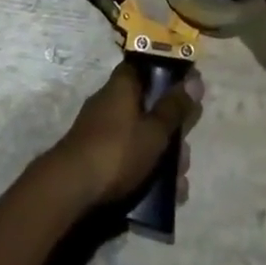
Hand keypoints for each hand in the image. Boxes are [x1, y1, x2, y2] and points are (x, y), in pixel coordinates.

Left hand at [47, 64, 202, 209]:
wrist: (69, 190)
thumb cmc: (117, 151)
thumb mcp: (154, 131)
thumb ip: (175, 108)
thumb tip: (195, 80)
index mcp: (122, 86)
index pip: (145, 67)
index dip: (168, 76)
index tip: (187, 93)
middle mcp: (110, 102)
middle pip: (148, 108)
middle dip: (170, 132)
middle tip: (184, 156)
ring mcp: (101, 131)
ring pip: (140, 137)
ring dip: (162, 157)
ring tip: (178, 185)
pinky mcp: (95, 157)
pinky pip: (128, 157)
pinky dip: (145, 171)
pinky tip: (163, 197)